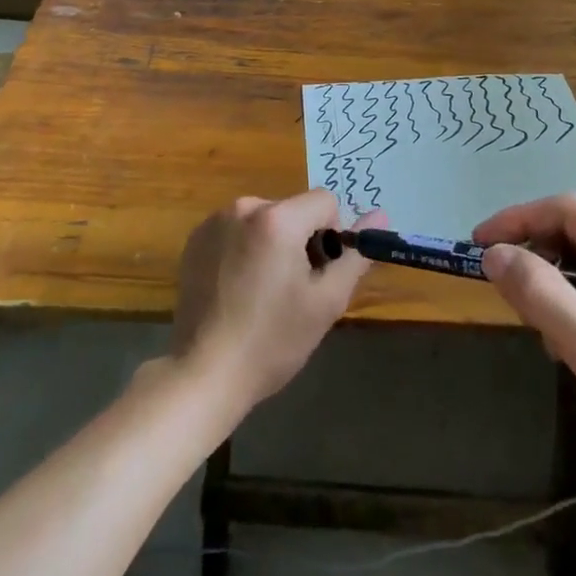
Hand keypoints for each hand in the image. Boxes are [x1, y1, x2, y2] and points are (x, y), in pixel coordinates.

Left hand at [170, 191, 377, 412]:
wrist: (203, 374)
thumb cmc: (272, 341)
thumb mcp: (326, 302)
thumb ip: (355, 256)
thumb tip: (380, 215)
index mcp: (278, 218)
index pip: (325, 201)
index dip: (331, 235)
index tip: (318, 273)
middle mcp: (244, 207)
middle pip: (293, 210)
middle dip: (301, 240)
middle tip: (291, 289)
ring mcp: (215, 221)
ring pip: (264, 219)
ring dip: (272, 243)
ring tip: (261, 292)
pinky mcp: (195, 239)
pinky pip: (236, 229)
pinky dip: (244, 248)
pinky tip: (236, 288)